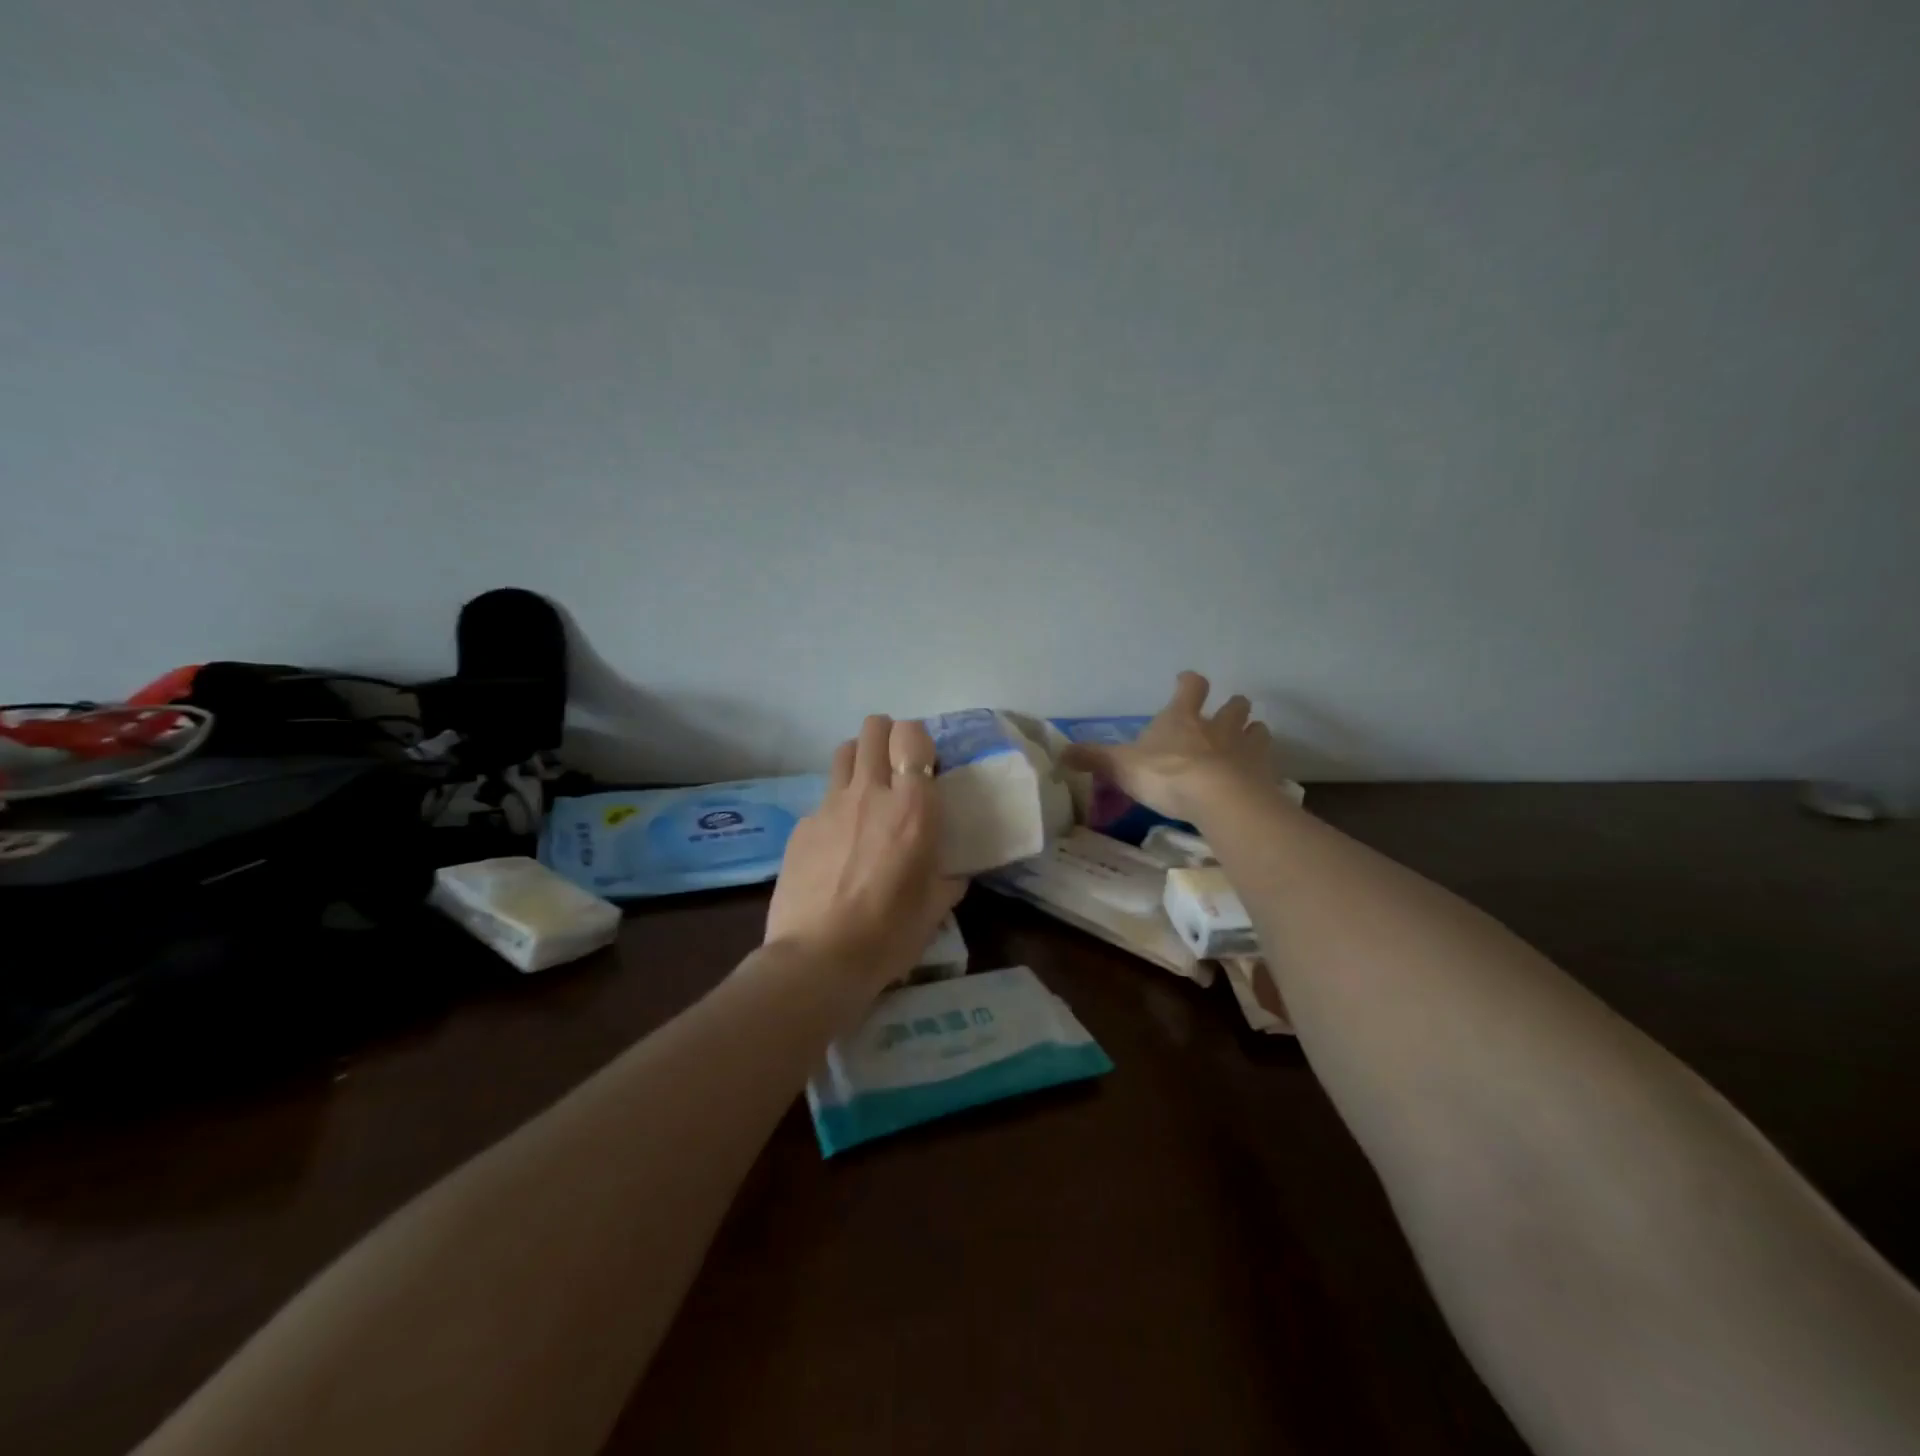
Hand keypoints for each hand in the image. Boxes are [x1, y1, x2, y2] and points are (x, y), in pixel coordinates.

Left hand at [764, 715, 966, 989]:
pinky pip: (823, 798)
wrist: (819, 958)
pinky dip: (836, 807)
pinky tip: (838, 842)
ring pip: (844, 752)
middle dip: (887, 735)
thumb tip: (953, 873)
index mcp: (913, 807)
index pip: (912, 735)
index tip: (924, 763)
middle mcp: (871, 793)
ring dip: (860, 759)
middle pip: (874, 729)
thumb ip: (948, 879)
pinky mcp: (802, 825)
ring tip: (867, 789)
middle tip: (896, 765)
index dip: (918, 739)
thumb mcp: (935, 908)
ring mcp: (830, 806)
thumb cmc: (889, 934)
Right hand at [1059, 671, 1275, 822]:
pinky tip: (1258, 777)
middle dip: (1232, 707)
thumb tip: (1060, 753)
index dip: (1189, 683)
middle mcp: (1217, 726)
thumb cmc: (1166, 774)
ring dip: (1253, 733)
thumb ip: (1093, 758)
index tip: (1186, 681)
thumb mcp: (1121, 766)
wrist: (1217, 798)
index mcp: (1182, 718)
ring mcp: (1245, 748)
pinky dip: (1263, 766)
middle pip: (1234, 705)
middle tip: (1228, 714)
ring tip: (1248, 742)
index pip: (1191, 687)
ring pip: (1256, 730)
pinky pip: (1268, 763)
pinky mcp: (1263, 774)